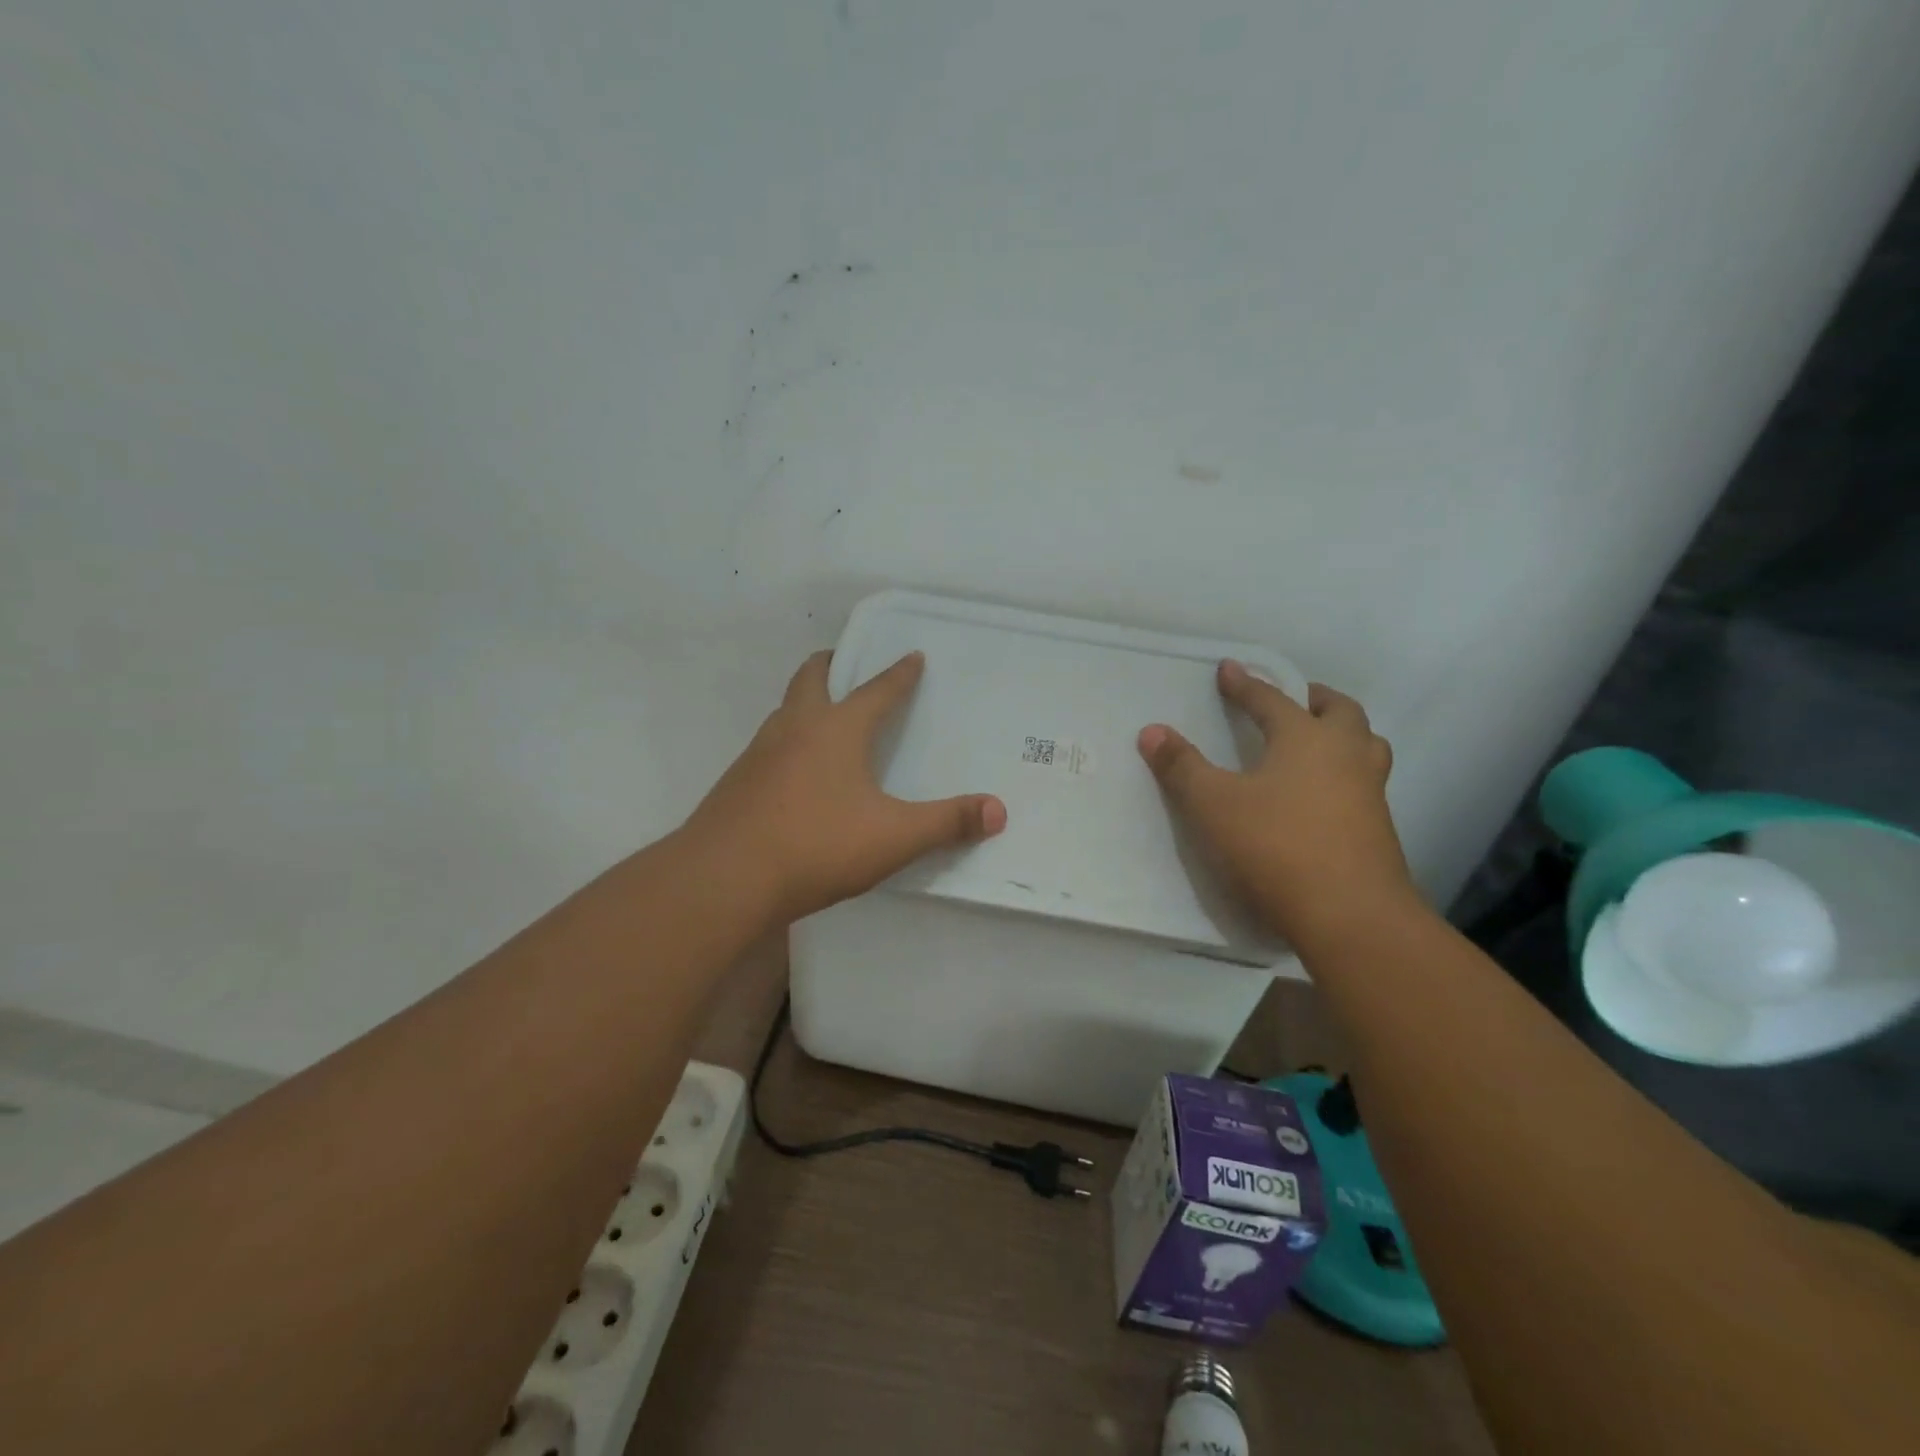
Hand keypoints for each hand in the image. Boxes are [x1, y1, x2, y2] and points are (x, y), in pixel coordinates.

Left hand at [685, 650, 1006, 925]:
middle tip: (848, 665)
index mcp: (837, 729)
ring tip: (827, 720)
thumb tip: (998, 811)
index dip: (899, 674)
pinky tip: (797, 775)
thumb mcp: (894, 837)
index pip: (876, 690)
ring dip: (807, 703)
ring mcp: (759, 752)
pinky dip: (788, 742)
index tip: (912, 655)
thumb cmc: (816, 845)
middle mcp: (795, 727)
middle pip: (812, 677)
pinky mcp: (737, 782)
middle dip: (832, 665)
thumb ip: (947, 822)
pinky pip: (769, 746)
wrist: (724, 878)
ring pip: (785, 710)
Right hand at [1138, 661, 1412, 948]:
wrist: (1351, 916)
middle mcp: (1346, 756)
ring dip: (1342, 734)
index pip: (1271, 700)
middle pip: (1340, 711)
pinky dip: (1346, 773)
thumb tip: (1152, 731)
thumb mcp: (1213, 805)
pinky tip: (1324, 796)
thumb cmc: (1276, 847)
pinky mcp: (1378, 830)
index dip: (1245, 684)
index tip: (1228, 668)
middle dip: (1313, 699)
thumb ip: (1182, 766)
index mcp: (1306, 739)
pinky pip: (1365, 782)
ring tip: (1317, 743)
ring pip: (1365, 746)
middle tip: (1292, 700)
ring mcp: (1370, 793)